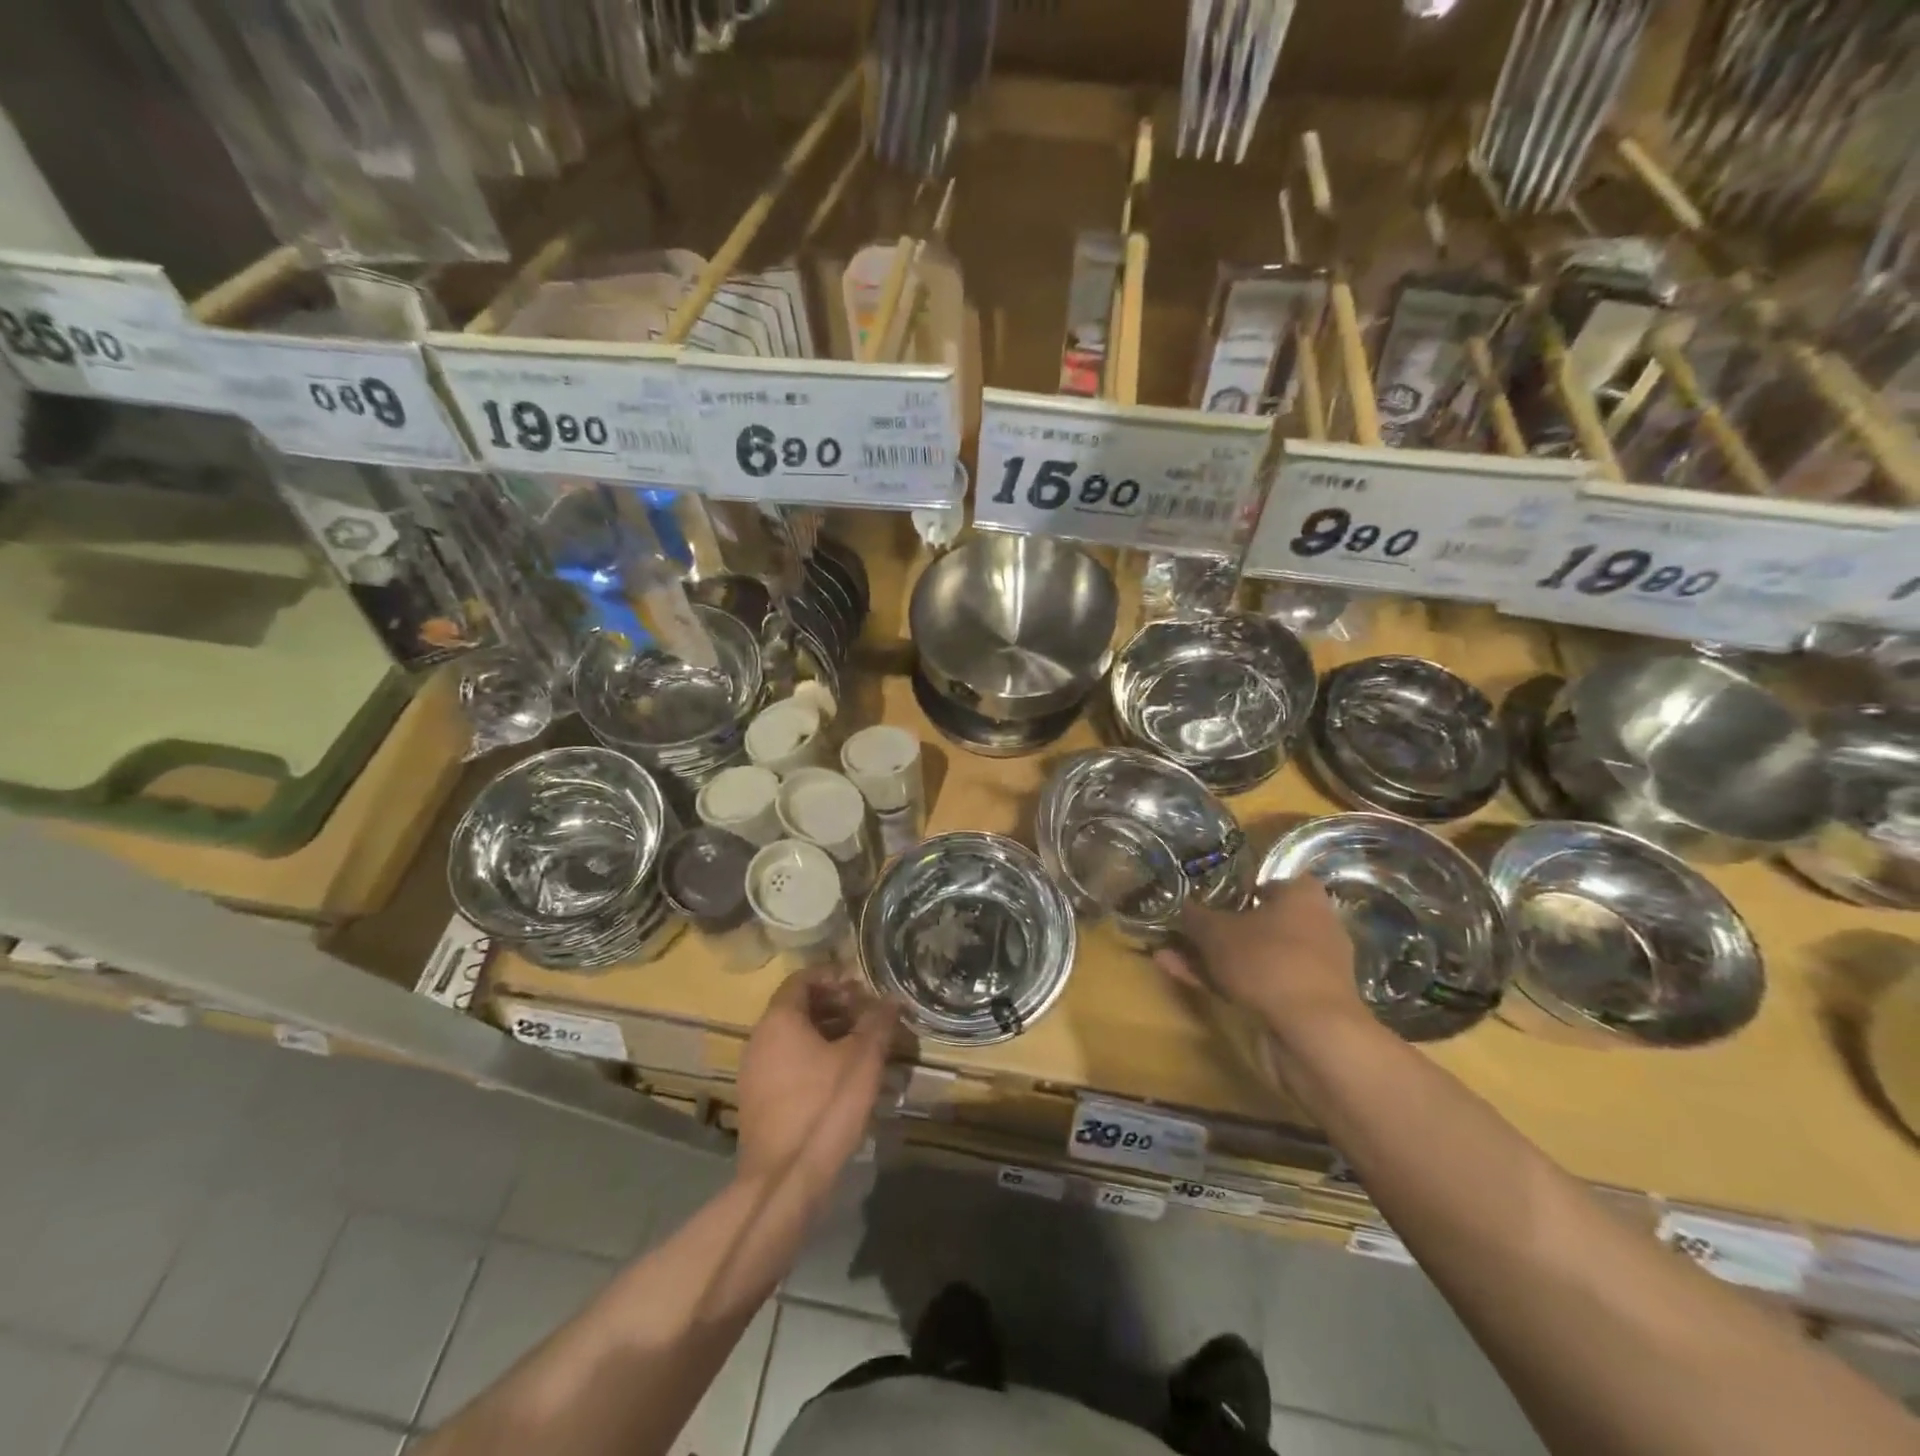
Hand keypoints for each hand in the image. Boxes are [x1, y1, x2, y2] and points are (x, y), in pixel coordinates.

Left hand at [736, 972, 899, 1188]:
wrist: (783, 1181)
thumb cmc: (824, 1107)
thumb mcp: (862, 1059)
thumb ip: (878, 1022)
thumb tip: (891, 998)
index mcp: (779, 1020)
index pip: (802, 978)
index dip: (834, 976)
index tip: (862, 985)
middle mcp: (760, 1038)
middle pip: (798, 1007)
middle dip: (836, 1006)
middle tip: (868, 1015)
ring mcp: (754, 1072)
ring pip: (794, 1037)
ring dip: (828, 1033)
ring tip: (862, 1046)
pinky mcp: (758, 1100)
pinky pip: (788, 1063)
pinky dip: (814, 1058)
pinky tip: (842, 1077)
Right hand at [1154, 875, 1365, 1036]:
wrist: (1313, 1032)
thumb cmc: (1267, 961)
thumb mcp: (1216, 931)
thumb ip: (1196, 916)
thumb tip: (1184, 907)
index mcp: (1302, 896)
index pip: (1268, 882)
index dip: (1236, 888)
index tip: (1206, 899)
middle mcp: (1315, 927)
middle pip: (1259, 922)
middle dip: (1218, 929)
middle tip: (1185, 931)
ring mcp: (1311, 968)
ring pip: (1255, 956)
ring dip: (1215, 958)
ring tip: (1171, 958)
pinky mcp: (1304, 1003)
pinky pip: (1260, 983)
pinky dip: (1227, 982)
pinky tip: (1188, 981)